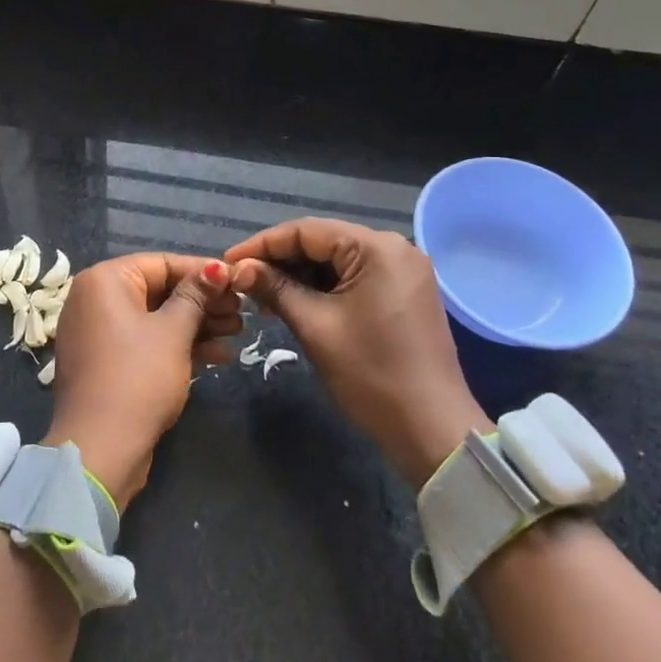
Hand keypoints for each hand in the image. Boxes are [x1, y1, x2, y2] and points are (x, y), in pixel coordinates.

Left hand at [42, 254, 238, 510]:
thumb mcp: (174, 332)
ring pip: (156, 319)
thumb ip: (196, 295)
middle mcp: (95, 299)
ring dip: (196, 325)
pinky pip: (146, 342)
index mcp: (105, 280)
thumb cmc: (138, 377)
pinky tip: (218, 356)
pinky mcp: (107, 363)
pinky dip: (177, 346)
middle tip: (241, 312)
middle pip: (159, 291)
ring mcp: (99, 333)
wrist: (100, 449)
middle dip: (203, 302)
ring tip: (238, 333)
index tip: (238, 281)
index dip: (203, 272)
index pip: (162, 264)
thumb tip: (217, 267)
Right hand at [227, 220, 487, 488]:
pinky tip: (296, 302)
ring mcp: (404, 270)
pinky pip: (355, 278)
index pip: (307, 231)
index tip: (228, 262)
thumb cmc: (371, 374)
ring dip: (300, 276)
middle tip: (242, 281)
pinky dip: (325, 288)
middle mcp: (394, 247)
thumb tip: (238, 269)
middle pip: (324, 242)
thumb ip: (275, 289)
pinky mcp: (405, 292)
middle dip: (280, 261)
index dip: (262, 244)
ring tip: (262, 295)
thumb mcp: (316, 327)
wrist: (432, 429)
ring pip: (338, 261)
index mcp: (377, 247)